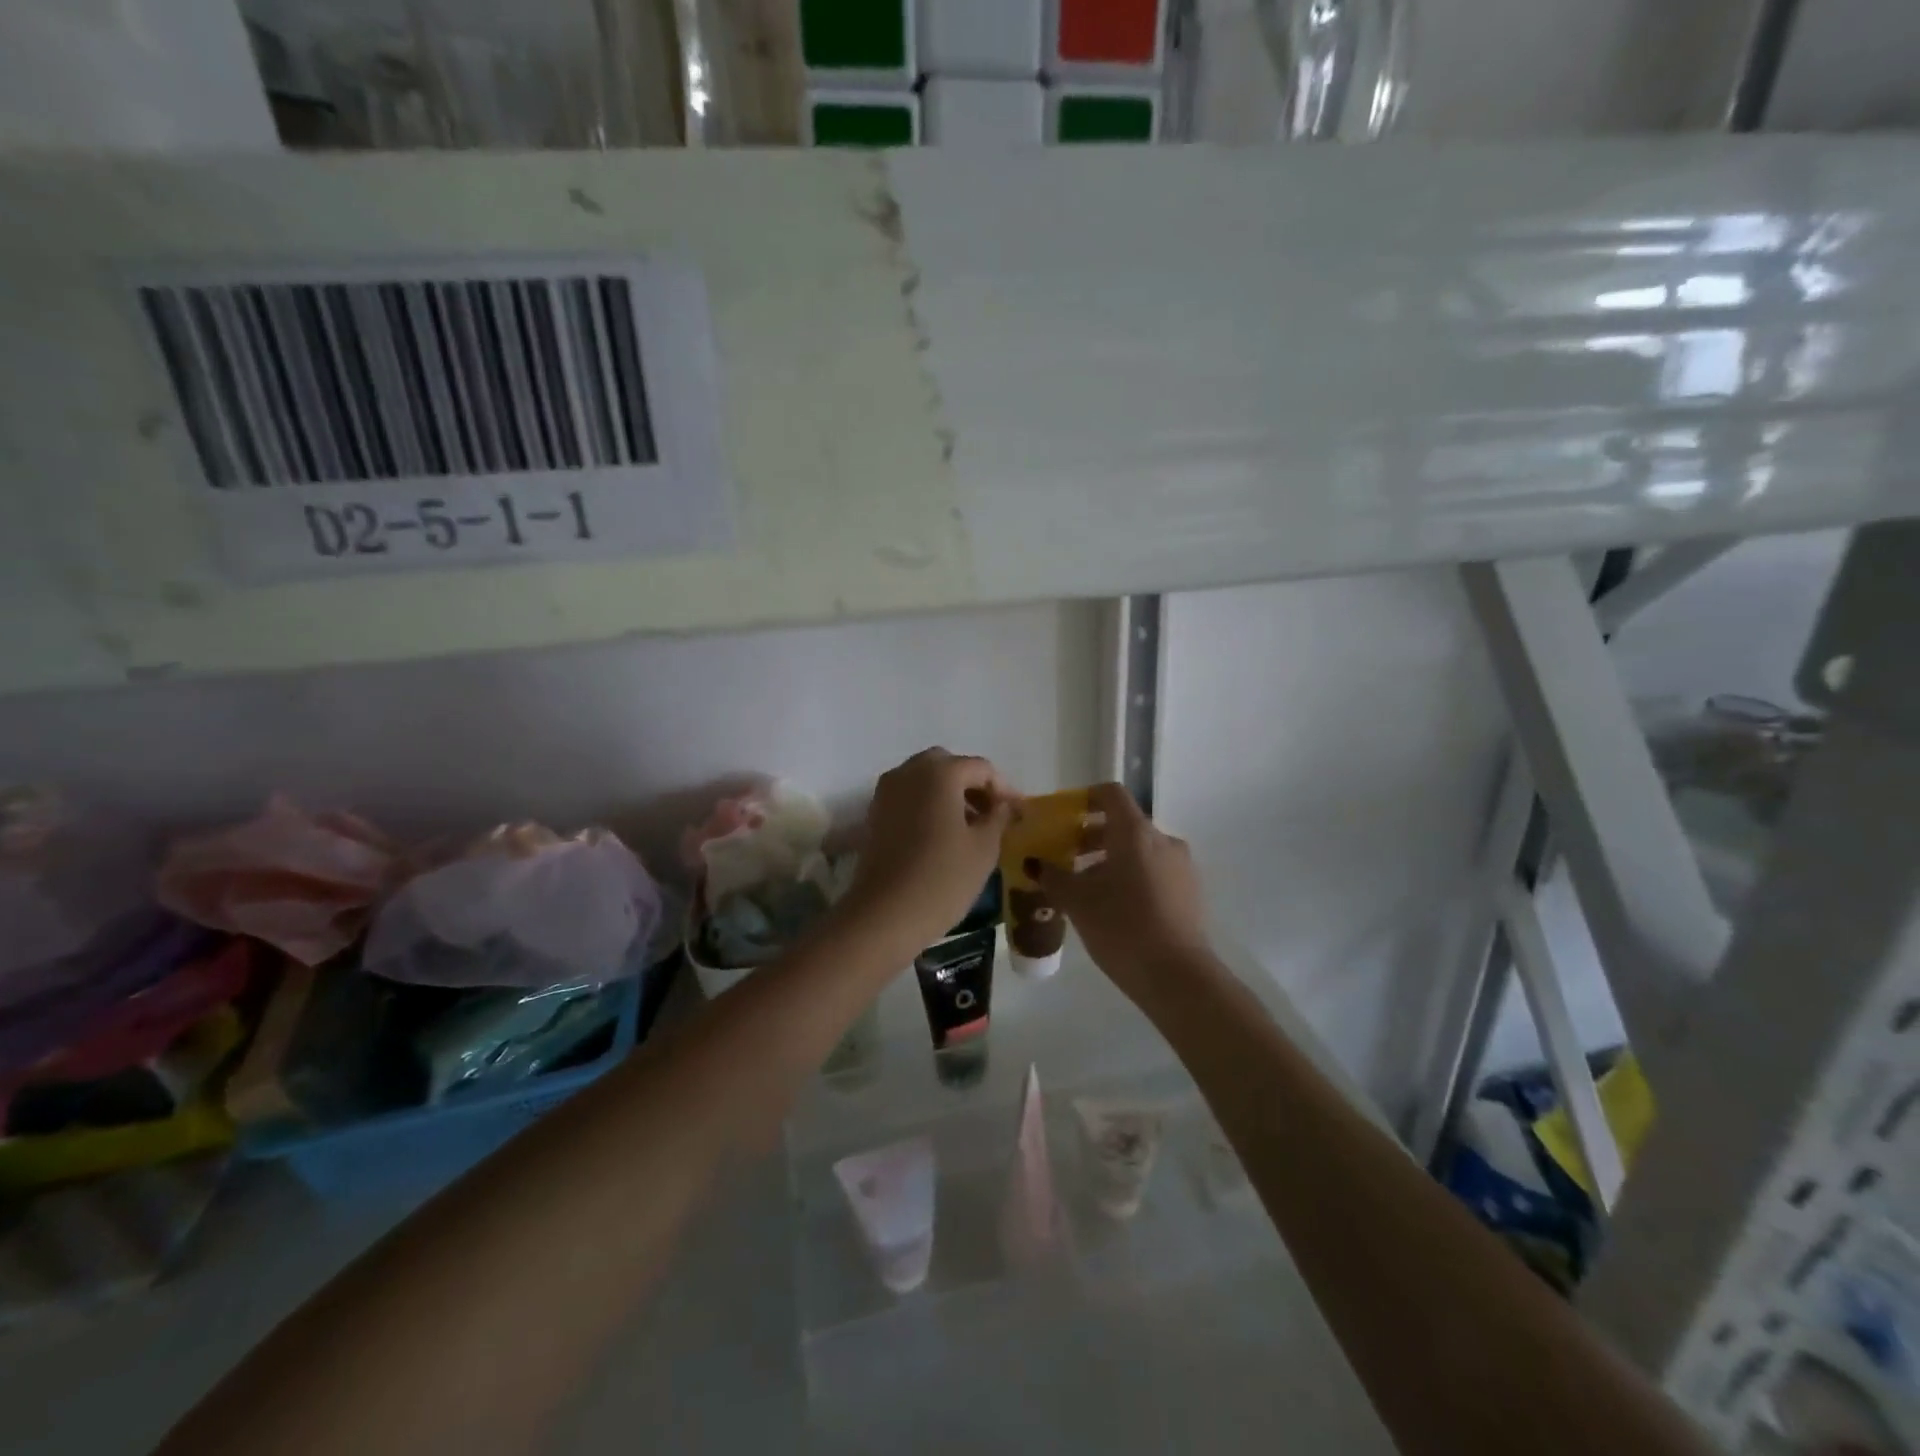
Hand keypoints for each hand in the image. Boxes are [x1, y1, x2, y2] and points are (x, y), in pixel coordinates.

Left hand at [842, 749, 1017, 954]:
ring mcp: (886, 792)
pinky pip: (908, 797)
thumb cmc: (943, 878)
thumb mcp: (984, 848)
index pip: (981, 768)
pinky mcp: (875, 815)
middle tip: (993, 814)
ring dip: (950, 795)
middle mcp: (909, 772)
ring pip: (925, 780)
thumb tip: (1004, 805)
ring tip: (972, 827)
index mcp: (940, 772)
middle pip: (949, 766)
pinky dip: (928, 806)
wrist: (885, 915)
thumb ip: (998, 817)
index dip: (1005, 789)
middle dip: (973, 785)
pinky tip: (944, 835)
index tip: (1020, 814)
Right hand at [1037, 782, 1211, 1000]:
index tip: (1064, 818)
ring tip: (1086, 888)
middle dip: (1092, 837)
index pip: (1111, 794)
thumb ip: (1053, 876)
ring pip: (1139, 850)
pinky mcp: (1190, 893)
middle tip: (1066, 858)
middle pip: (1124, 824)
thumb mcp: (1078, 901)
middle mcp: (1162, 840)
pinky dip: (1131, 877)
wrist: (1177, 976)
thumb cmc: (1122, 927)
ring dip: (1110, 860)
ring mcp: (1181, 866)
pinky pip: (1155, 872)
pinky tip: (1113, 908)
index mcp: (1136, 832)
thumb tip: (1035, 863)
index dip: (1085, 798)